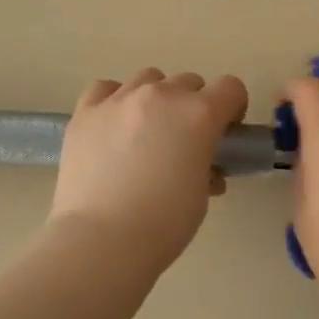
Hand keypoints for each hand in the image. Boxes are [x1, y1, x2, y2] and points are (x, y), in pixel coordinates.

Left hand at [49, 68, 250, 273]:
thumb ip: (206, 167)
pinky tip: (113, 124)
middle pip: (189, 82)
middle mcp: (162, 95)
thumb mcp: (201, 195)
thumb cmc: (163, 223)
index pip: (231, 88)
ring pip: (148, 79)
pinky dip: (115, 100)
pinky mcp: (85, 111)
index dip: (233, 108)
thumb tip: (202, 167)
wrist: (101, 240)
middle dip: (194, 105)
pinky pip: (106, 89)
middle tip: (185, 140)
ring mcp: (120, 99)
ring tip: (146, 131)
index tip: (226, 133)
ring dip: (156, 98)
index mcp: (199, 114)